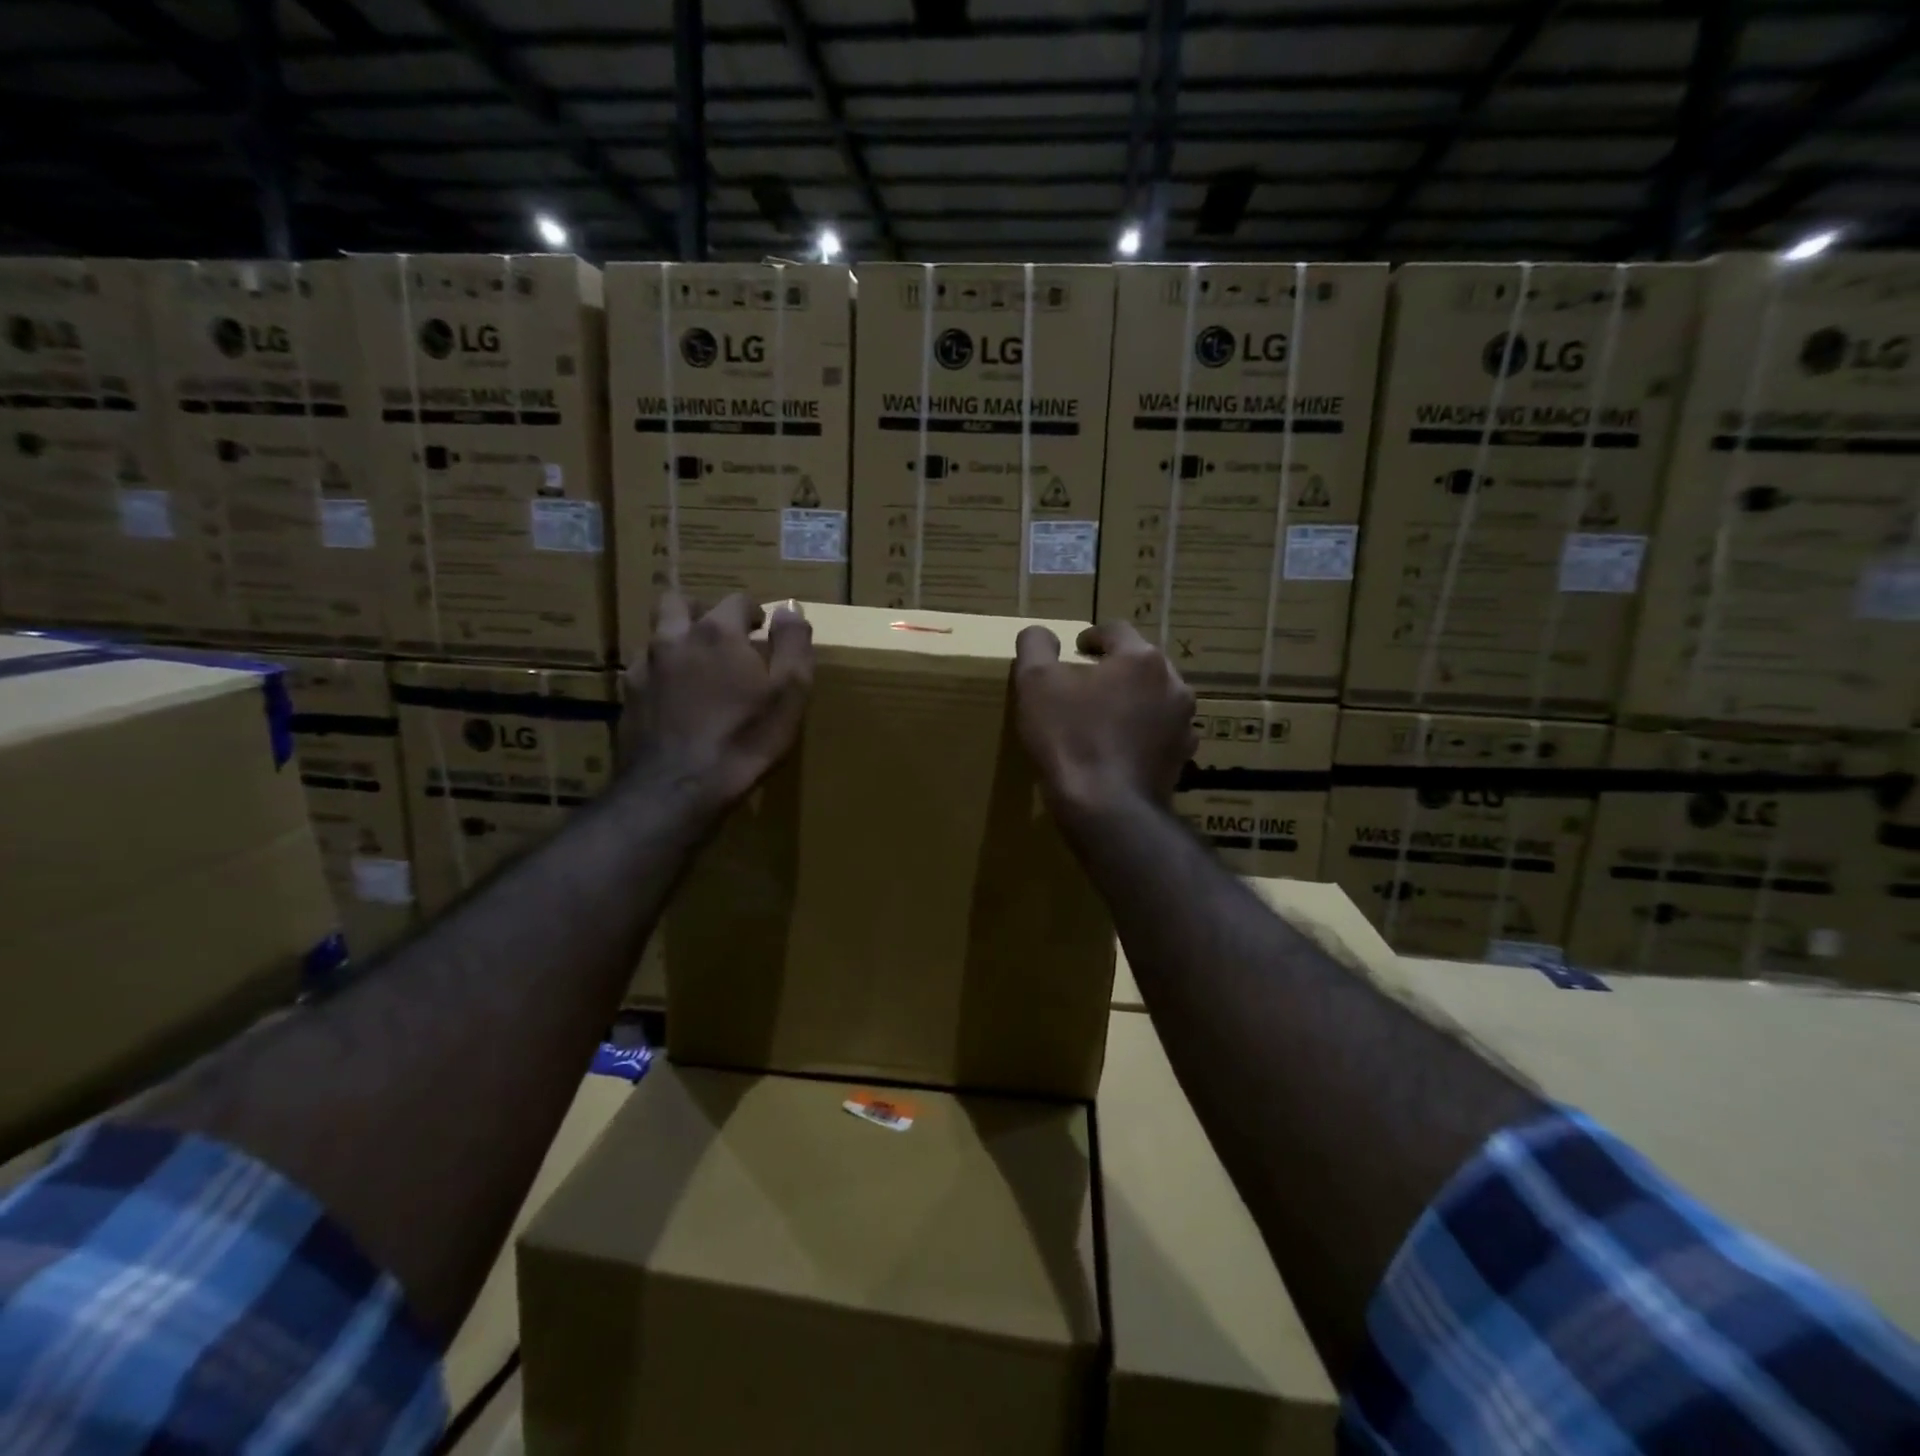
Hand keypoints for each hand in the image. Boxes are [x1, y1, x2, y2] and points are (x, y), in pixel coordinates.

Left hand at [625, 593, 813, 808]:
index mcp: (717, 633)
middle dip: (701, 611)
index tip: (763, 631)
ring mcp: (644, 668)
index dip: (753, 612)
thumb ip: (793, 644)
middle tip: (722, 638)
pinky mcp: (627, 698)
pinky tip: (675, 702)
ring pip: (657, 636)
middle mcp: (673, 639)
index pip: (736, 600)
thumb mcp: (790, 692)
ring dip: (677, 642)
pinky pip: (644, 671)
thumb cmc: (745, 739)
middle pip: (678, 601)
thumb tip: (789, 609)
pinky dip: (661, 675)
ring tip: (697, 670)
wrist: (679, 789)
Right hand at [1012, 620, 1196, 819]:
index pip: (1115, 630)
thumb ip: (1036, 646)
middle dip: (1114, 669)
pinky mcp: (1182, 758)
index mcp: (1141, 658)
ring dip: (1132, 700)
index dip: (1092, 637)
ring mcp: (1183, 723)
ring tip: (1103, 717)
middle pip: (1140, 664)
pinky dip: (1142, 733)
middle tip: (1085, 684)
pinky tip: (1120, 749)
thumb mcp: (1035, 683)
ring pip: (1154, 698)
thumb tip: (1041, 633)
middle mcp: (1173, 683)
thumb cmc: (1069, 738)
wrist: (1107, 809)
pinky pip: (1160, 733)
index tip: (1075, 650)